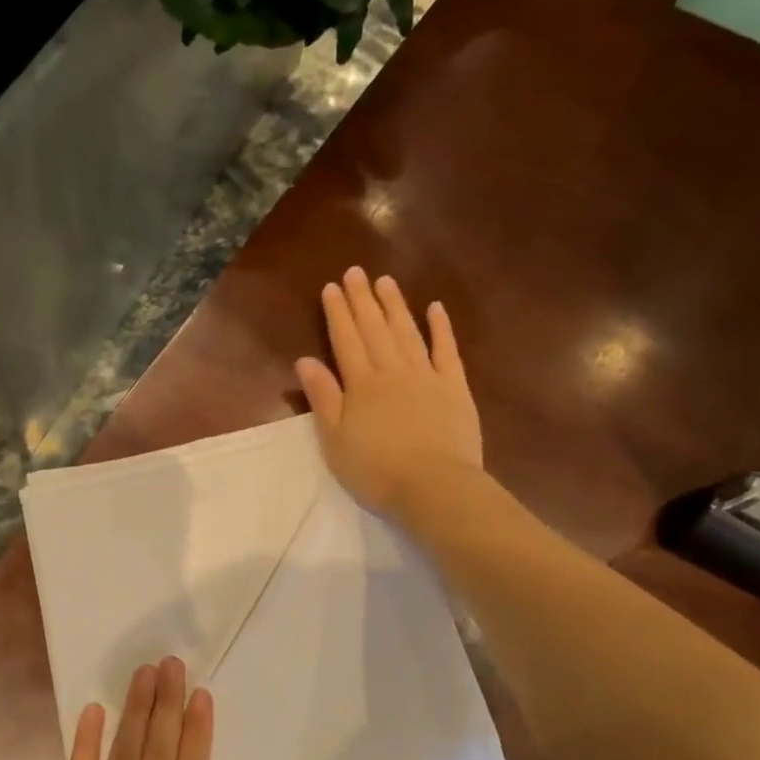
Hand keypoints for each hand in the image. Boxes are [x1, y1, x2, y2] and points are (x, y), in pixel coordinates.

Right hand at [295, 266, 483, 516]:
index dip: (337, 313)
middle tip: (355, 272)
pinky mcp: (455, 388)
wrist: (435, 487)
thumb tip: (305, 360)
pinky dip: (441, 328)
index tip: (331, 287)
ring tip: (385, 281)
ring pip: (407, 332)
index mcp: (361, 385)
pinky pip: (446, 351)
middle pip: (375, 329)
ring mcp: (427, 376)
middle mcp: (393, 371)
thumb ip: (322, 398)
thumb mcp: (335, 440)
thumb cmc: (376, 470)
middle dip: (363, 300)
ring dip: (395, 305)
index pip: (346, 340)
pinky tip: (435, 308)